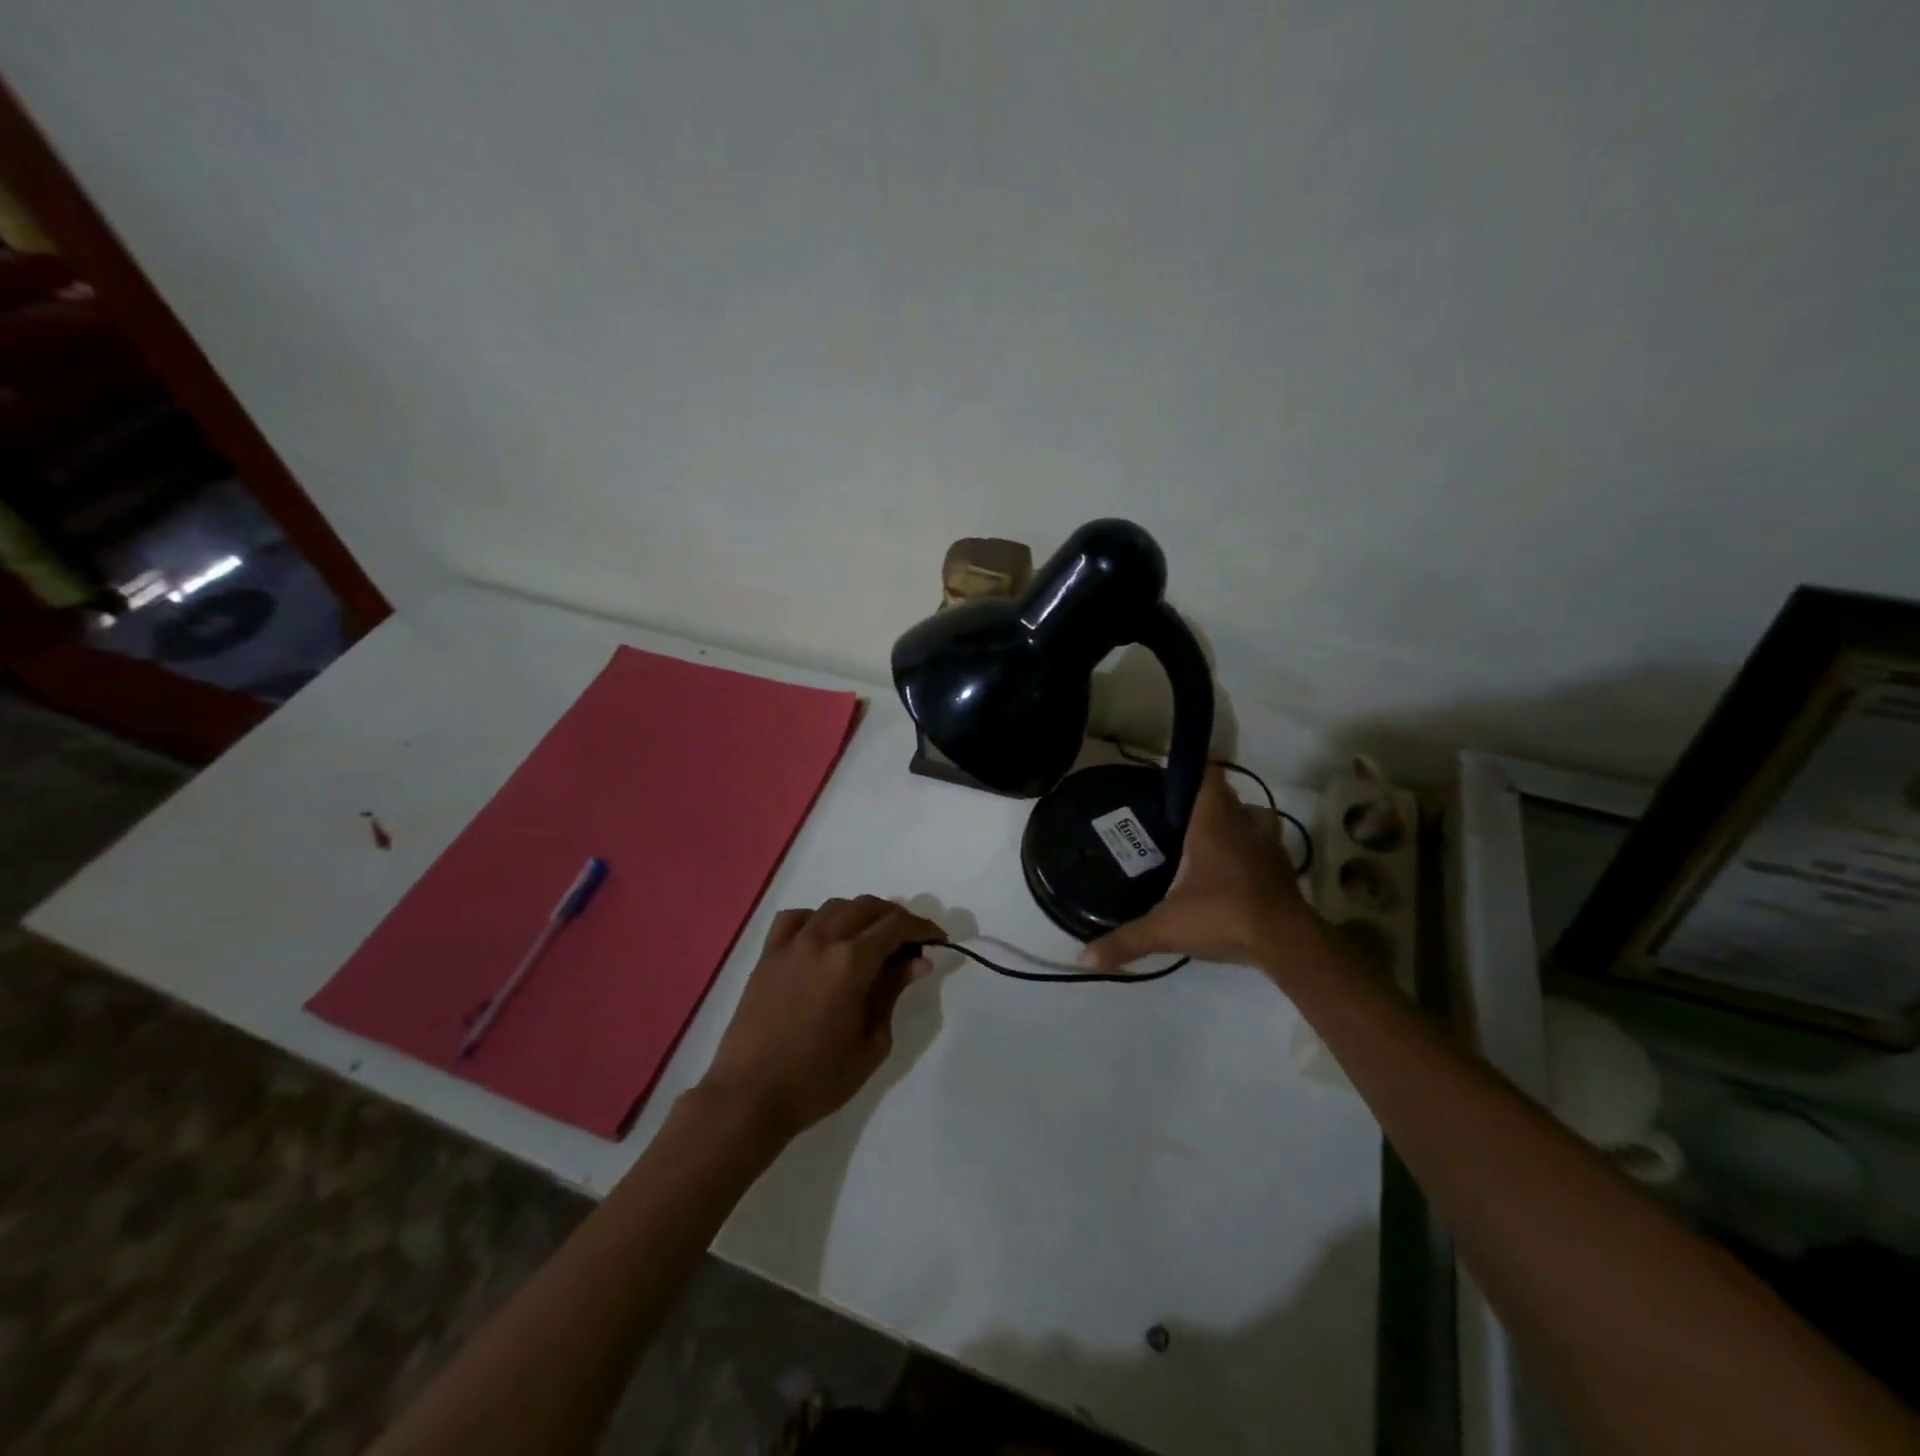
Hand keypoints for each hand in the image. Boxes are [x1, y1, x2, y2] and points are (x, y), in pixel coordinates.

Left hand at [696, 895, 941, 1140]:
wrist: (750, 1097)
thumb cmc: (818, 1078)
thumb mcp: (871, 1042)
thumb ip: (893, 992)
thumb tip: (918, 960)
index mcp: (852, 962)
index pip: (896, 926)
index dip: (923, 927)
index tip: (938, 939)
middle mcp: (822, 940)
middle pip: (867, 907)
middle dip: (895, 918)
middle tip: (910, 942)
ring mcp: (791, 944)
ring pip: (834, 907)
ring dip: (860, 915)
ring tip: (871, 939)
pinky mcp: (767, 955)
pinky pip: (795, 919)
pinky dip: (817, 919)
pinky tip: (824, 939)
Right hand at [1080, 767, 1316, 973]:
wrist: (1287, 944)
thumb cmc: (1222, 917)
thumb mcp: (1166, 929)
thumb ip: (1125, 941)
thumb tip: (1083, 958)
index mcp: (1213, 824)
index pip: (1209, 778)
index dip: (1194, 773)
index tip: (1172, 783)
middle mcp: (1243, 825)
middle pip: (1229, 796)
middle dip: (1209, 801)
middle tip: (1180, 817)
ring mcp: (1269, 846)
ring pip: (1254, 817)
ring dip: (1237, 821)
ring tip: (1211, 839)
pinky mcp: (1284, 869)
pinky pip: (1266, 846)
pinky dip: (1253, 850)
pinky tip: (1235, 871)